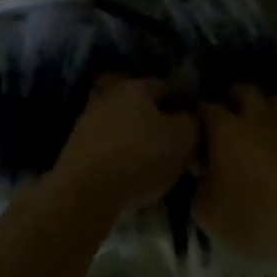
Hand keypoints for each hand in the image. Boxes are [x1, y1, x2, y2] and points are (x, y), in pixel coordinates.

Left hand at [53, 75, 200, 212]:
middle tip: (179, 140)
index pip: (169, 85)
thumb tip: (189, 118)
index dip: (187, 100)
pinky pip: (110, 146)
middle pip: (143, 105)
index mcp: (136, 86)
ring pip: (125, 125)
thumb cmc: (141, 157)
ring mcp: (89, 120)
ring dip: (140, 138)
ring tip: (157, 161)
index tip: (199, 117)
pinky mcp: (77, 147)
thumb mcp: (183, 138)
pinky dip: (123, 155)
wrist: (86, 191)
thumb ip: (192, 122)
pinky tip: (134, 173)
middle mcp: (110, 95)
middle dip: (161, 119)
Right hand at [194, 86, 276, 264]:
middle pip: (244, 91)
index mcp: (226, 129)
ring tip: (262, 126)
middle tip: (228, 114)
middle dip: (234, 97)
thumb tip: (198, 177)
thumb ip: (197, 190)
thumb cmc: (256, 216)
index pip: (205, 107)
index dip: (197, 112)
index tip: (193, 123)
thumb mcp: (209, 215)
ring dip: (268, 109)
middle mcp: (258, 117)